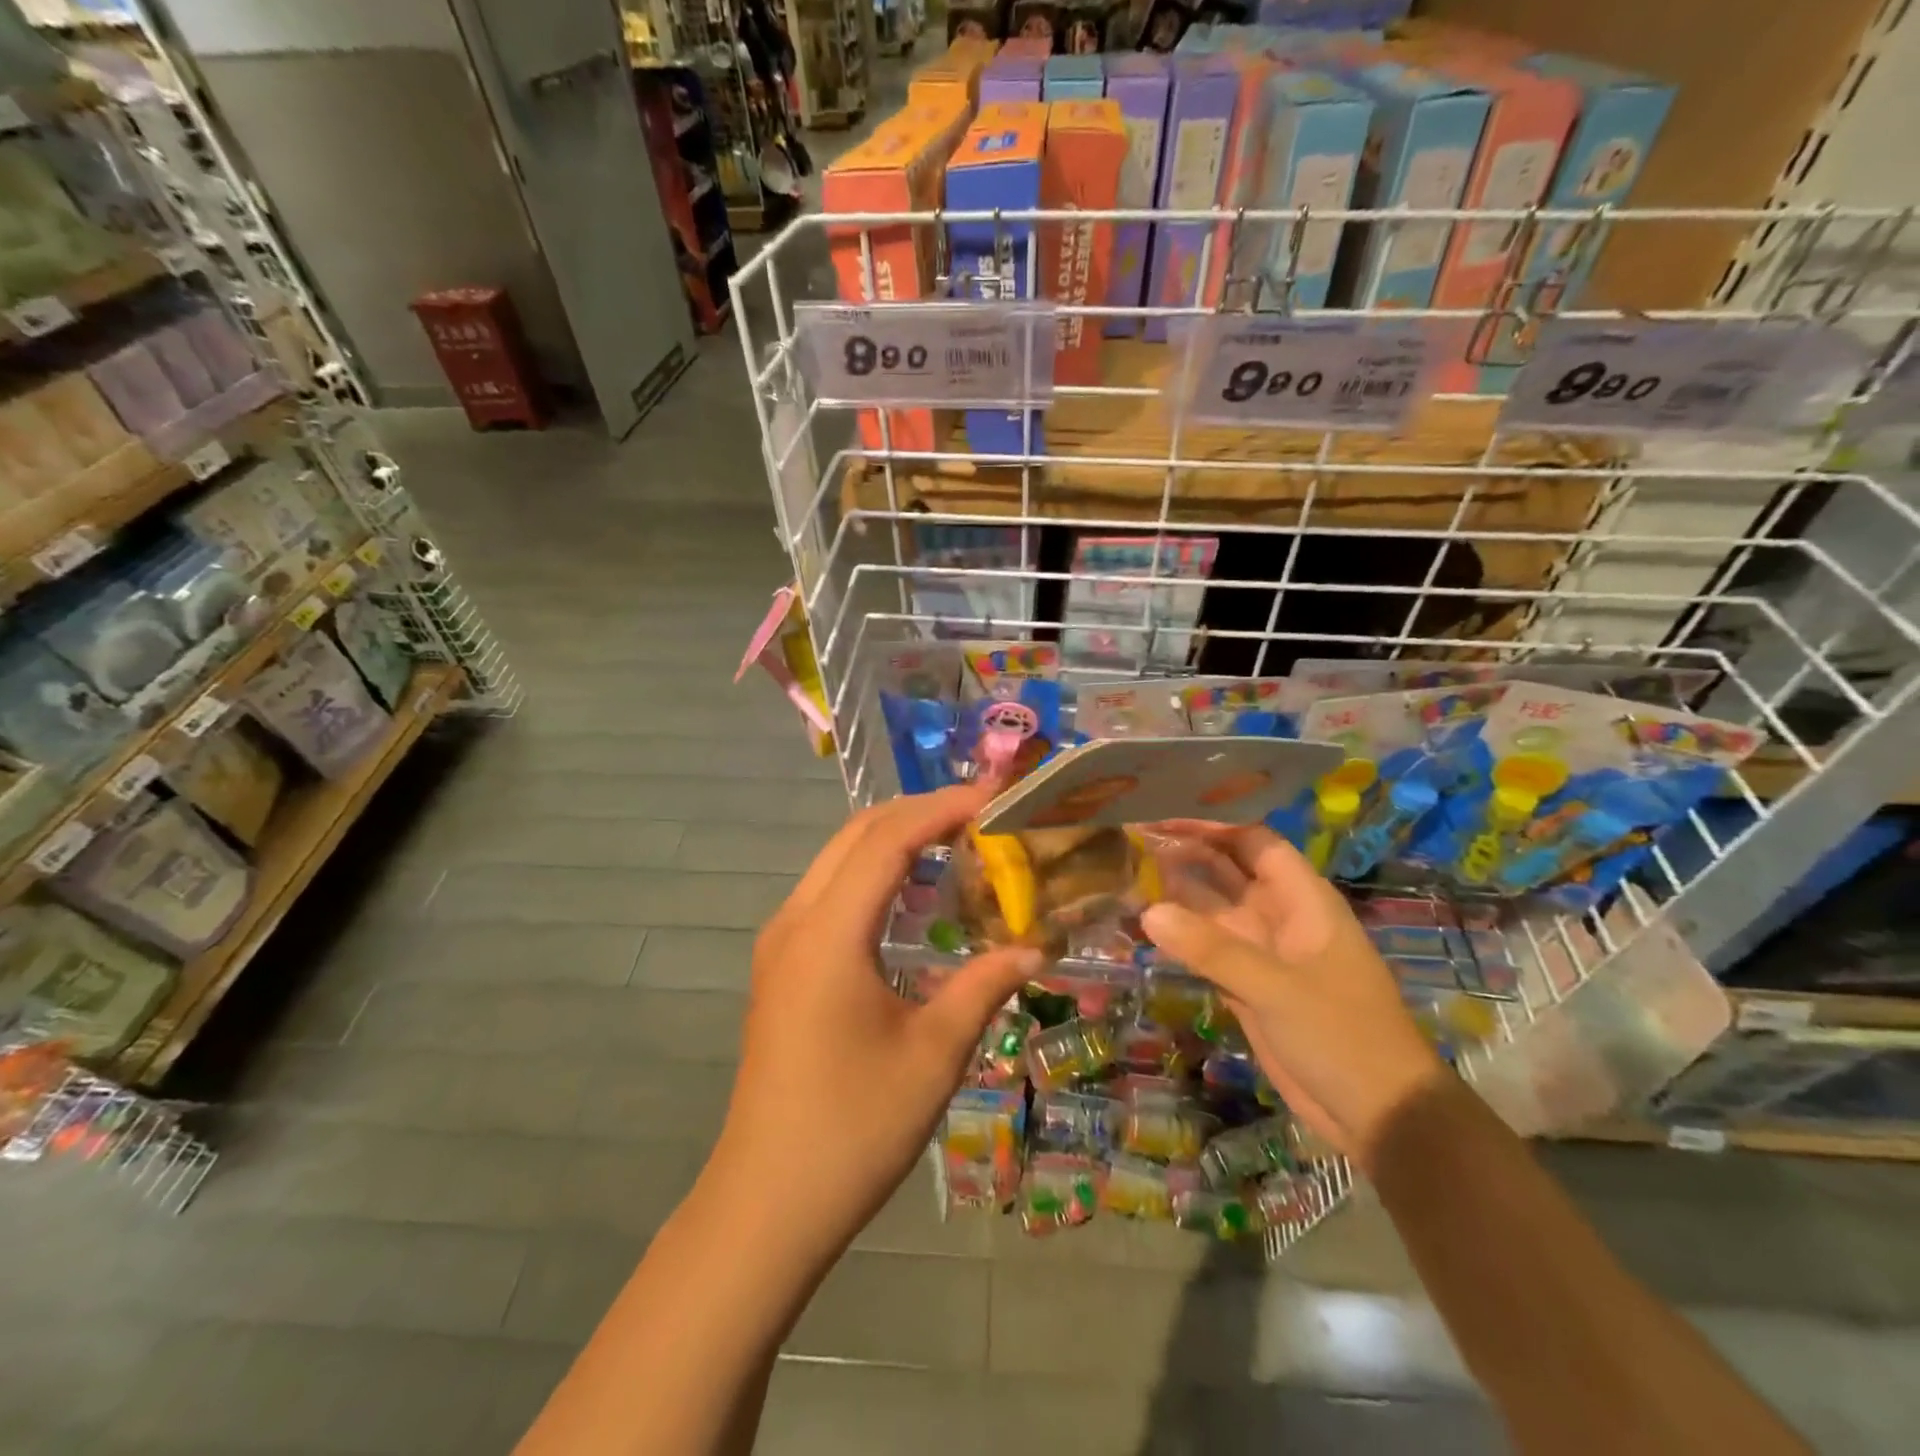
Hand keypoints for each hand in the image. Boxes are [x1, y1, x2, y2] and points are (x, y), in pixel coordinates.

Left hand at [710, 784, 1040, 1259]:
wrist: (767, 1203)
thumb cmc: (854, 1127)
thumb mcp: (934, 1054)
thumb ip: (984, 986)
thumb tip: (1035, 947)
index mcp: (828, 933)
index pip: (887, 840)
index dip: (941, 808)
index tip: (994, 797)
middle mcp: (795, 921)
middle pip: (857, 836)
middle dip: (918, 812)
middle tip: (981, 813)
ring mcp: (781, 943)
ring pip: (838, 859)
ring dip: (894, 839)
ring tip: (955, 840)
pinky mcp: (781, 966)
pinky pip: (830, 891)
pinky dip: (873, 872)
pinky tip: (912, 894)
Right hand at [1143, 824, 1445, 1170]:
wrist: (1377, 1113)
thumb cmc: (1342, 1035)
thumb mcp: (1276, 987)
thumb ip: (1212, 949)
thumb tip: (1148, 912)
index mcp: (1302, 900)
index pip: (1254, 842)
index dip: (1213, 827)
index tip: (1163, 819)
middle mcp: (1278, 916)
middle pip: (1227, 871)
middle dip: (1186, 855)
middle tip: (1130, 842)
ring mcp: (1261, 952)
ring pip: (1211, 910)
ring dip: (1175, 895)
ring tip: (1126, 875)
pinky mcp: (1245, 986)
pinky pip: (1205, 949)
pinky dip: (1178, 937)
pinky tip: (1143, 925)